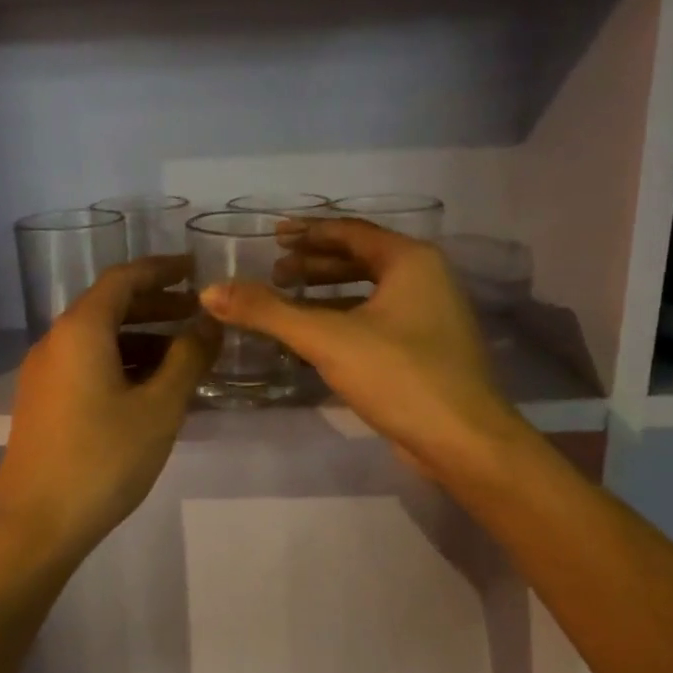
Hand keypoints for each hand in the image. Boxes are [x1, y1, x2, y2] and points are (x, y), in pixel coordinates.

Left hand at [0, 257, 215, 570]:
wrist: (35, 525)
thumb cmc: (103, 459)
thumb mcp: (158, 408)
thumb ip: (188, 359)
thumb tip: (208, 324)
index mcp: (80, 330)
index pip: (123, 278)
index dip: (162, 270)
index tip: (196, 269)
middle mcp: (56, 342)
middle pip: (109, 307)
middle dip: (156, 306)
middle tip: (198, 314)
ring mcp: (44, 375)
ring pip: (99, 340)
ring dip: (142, 339)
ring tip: (185, 355)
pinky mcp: (43, 403)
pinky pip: (88, 366)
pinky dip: (122, 364)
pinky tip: (152, 389)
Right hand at [199, 219, 521, 484]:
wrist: (463, 441)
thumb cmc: (400, 375)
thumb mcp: (327, 339)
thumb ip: (267, 312)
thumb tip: (209, 292)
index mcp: (410, 261)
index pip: (351, 232)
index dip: (308, 232)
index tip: (273, 236)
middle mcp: (426, 279)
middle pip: (361, 258)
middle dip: (316, 262)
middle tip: (275, 271)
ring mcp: (430, 316)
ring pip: (369, 291)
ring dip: (327, 292)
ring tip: (288, 300)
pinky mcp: (425, 350)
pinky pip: (376, 320)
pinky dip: (344, 319)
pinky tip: (315, 337)